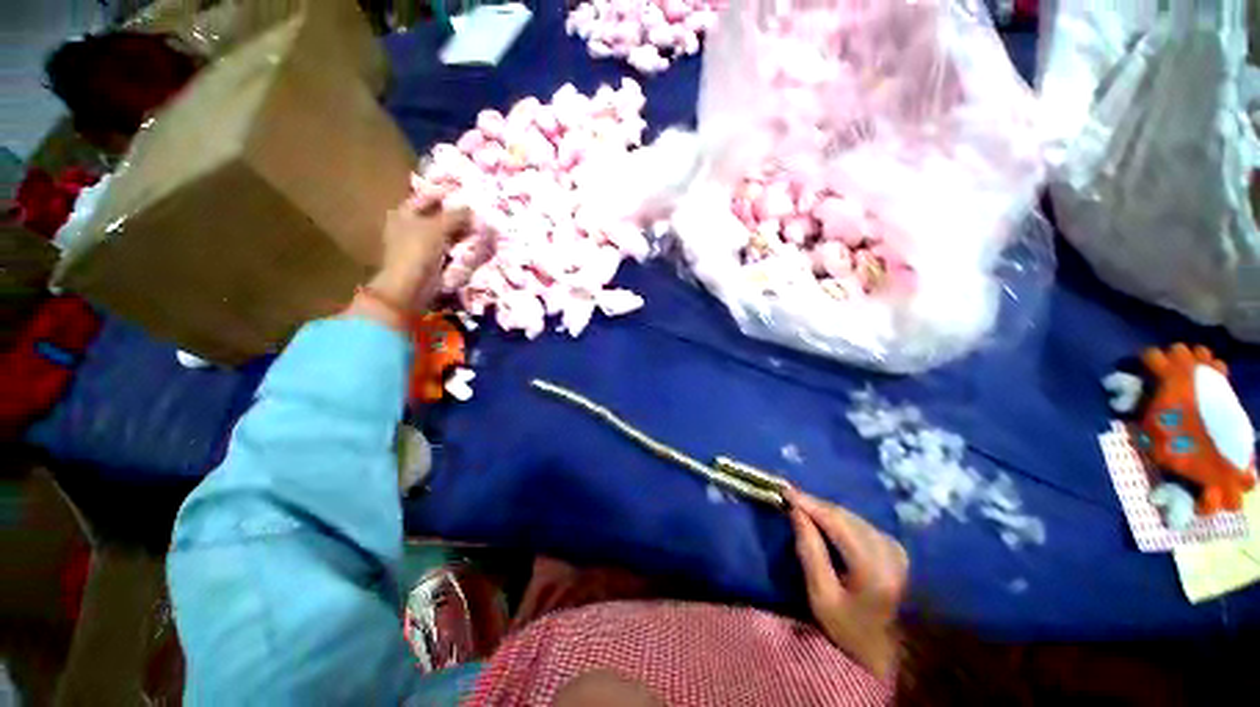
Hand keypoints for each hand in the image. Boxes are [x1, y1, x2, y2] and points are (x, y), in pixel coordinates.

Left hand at [368, 199, 469, 307]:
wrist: (411, 285)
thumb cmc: (418, 250)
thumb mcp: (438, 228)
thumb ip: (455, 216)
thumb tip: (471, 208)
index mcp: (405, 213)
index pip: (426, 197)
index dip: (444, 194)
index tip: (464, 194)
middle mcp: (411, 225)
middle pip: (437, 215)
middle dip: (456, 215)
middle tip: (476, 213)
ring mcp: (421, 244)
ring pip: (444, 232)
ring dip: (460, 230)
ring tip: (478, 228)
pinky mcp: (431, 259)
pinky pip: (448, 247)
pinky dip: (459, 244)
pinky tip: (472, 243)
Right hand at [785, 488, 907, 681]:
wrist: (901, 654)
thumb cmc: (854, 631)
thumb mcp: (822, 597)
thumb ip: (809, 551)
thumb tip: (796, 513)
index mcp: (871, 565)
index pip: (835, 521)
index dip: (808, 502)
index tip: (784, 491)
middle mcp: (888, 549)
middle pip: (844, 515)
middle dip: (815, 504)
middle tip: (789, 498)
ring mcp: (895, 548)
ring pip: (852, 517)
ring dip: (826, 511)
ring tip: (803, 508)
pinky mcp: (896, 549)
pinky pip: (860, 524)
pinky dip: (839, 519)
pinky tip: (825, 522)